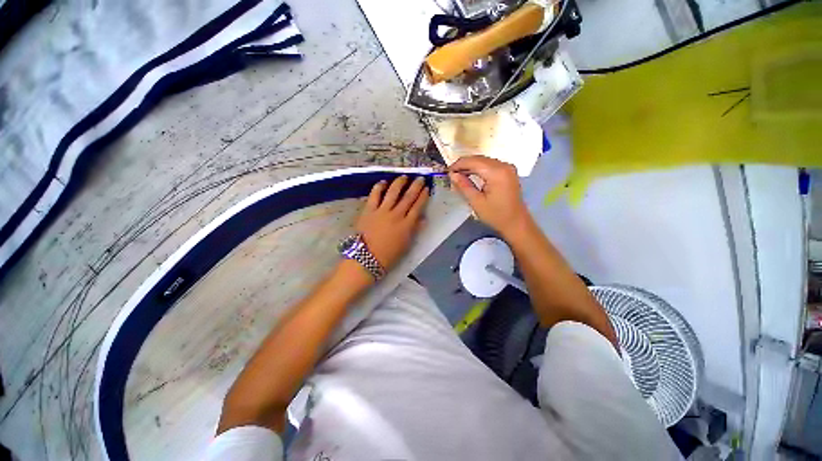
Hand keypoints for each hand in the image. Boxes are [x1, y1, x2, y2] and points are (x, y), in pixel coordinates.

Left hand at [355, 175, 429, 270]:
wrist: (366, 259)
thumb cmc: (389, 256)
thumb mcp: (406, 245)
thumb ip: (415, 230)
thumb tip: (423, 219)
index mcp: (407, 225)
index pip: (418, 207)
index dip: (423, 196)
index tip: (427, 189)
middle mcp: (396, 215)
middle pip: (408, 197)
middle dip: (416, 186)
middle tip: (420, 178)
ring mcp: (382, 211)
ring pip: (393, 192)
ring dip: (400, 183)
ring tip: (404, 176)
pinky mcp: (369, 210)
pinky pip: (375, 195)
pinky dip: (379, 187)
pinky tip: (383, 182)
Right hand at [448, 156, 531, 236]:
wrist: (516, 223)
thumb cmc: (496, 215)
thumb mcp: (476, 202)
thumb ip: (464, 186)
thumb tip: (452, 174)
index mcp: (497, 172)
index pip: (473, 161)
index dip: (459, 164)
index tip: (447, 171)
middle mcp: (504, 165)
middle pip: (479, 159)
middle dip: (464, 164)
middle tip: (451, 174)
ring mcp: (508, 168)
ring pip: (484, 161)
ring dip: (471, 165)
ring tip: (459, 175)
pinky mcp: (508, 172)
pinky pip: (490, 165)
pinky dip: (479, 168)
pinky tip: (471, 175)